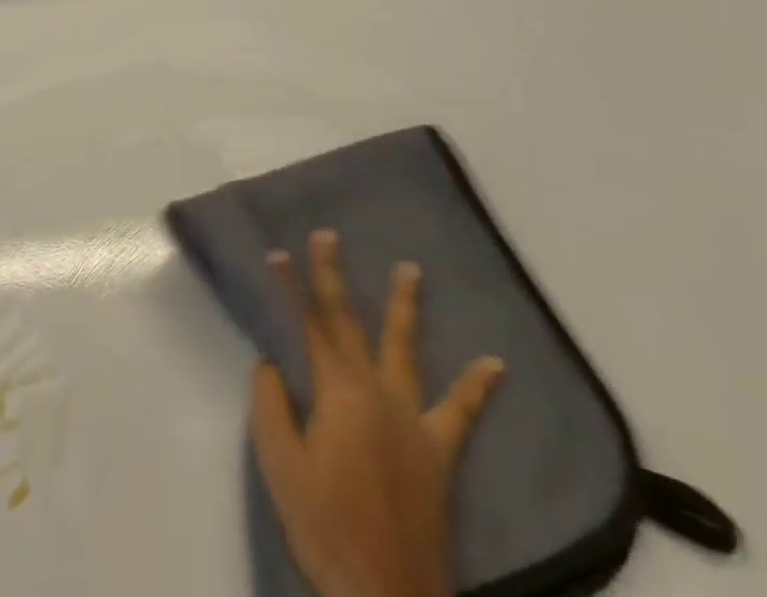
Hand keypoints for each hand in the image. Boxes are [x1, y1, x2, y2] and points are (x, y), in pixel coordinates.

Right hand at [251, 230, 503, 596]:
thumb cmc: (327, 531)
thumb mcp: (281, 469)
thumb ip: (272, 408)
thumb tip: (271, 364)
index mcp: (338, 394)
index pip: (309, 326)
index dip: (292, 288)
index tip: (278, 252)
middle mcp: (376, 392)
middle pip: (350, 324)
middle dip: (333, 277)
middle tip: (328, 235)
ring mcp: (413, 420)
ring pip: (405, 350)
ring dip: (404, 307)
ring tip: (411, 269)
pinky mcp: (439, 453)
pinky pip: (461, 414)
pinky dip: (477, 387)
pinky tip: (494, 364)